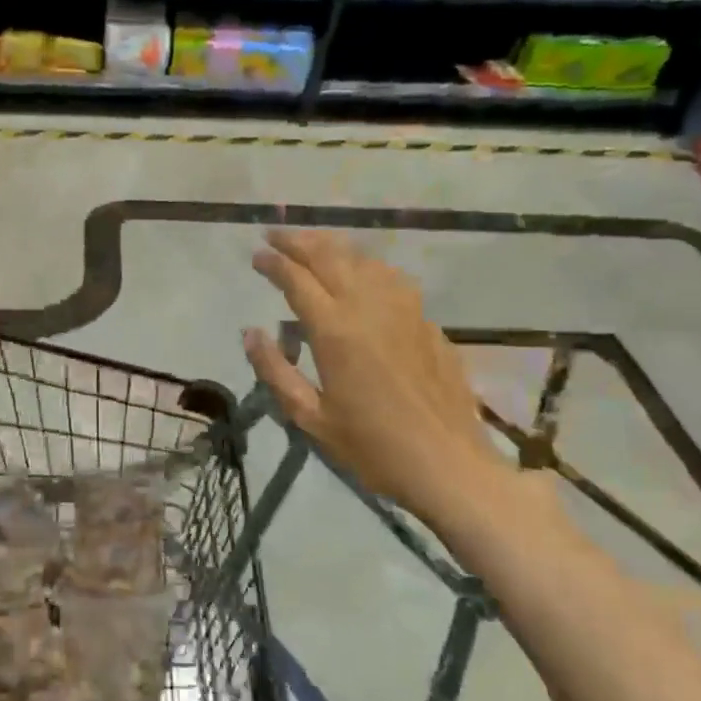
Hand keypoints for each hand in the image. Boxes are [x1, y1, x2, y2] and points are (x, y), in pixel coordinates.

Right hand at [243, 229, 507, 524]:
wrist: (450, 466)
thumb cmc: (372, 447)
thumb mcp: (310, 418)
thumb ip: (276, 371)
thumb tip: (250, 333)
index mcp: (335, 331)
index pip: (297, 280)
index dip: (274, 263)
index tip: (256, 254)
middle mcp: (369, 308)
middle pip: (331, 257)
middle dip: (299, 241)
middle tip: (276, 235)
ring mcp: (404, 311)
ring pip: (365, 260)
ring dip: (334, 246)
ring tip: (313, 245)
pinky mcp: (427, 322)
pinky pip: (392, 278)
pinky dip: (367, 264)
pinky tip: (363, 272)